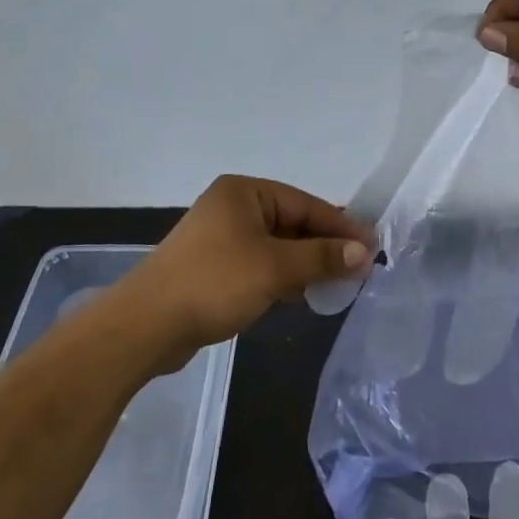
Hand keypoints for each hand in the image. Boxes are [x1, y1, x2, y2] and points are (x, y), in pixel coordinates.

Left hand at [121, 176, 374, 366]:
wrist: (146, 326)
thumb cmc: (215, 283)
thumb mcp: (276, 267)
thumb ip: (322, 257)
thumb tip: (364, 251)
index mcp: (244, 193)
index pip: (305, 204)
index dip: (341, 226)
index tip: (372, 247)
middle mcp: (232, 208)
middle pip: (293, 224)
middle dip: (324, 248)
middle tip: (359, 270)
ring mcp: (221, 239)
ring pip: (278, 248)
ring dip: (306, 265)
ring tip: (337, 286)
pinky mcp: (214, 268)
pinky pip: (260, 266)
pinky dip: (283, 278)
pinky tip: (302, 296)